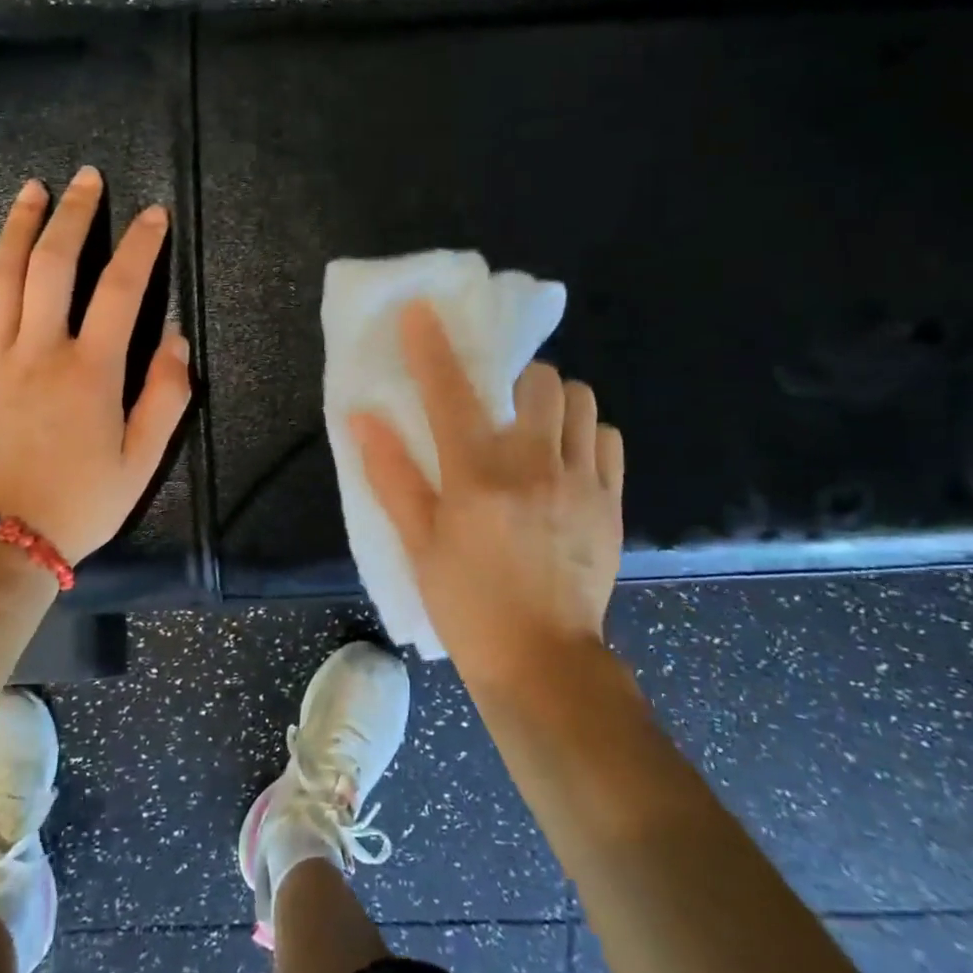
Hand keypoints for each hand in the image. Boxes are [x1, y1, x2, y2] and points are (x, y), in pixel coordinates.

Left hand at [0, 166, 191, 563]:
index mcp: (92, 371)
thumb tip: (176, 339)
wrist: (4, 542)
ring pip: (3, 278)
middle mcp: (40, 352)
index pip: (122, 290)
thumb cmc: (83, 501)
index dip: (141, 246)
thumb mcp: (143, 459)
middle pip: (54, 265)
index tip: (153, 215)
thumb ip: (166, 395)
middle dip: (74, 215)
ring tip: (33, 189)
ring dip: (19, 227)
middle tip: (86, 178)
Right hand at [350, 301, 624, 689]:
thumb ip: (391, 475)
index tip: (420, 310)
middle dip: (516, 378)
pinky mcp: (612, 501)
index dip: (431, 346)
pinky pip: (608, 439)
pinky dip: (586, 434)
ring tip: (536, 427)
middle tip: (500, 402)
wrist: (543, 662)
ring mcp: (581, 481)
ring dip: (555, 402)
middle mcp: (534, 465)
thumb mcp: (418, 543)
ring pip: (582, 401)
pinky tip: (566, 459)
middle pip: (539, 379)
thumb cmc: (467, 604)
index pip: (450, 392)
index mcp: (477, 476)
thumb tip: (361, 417)